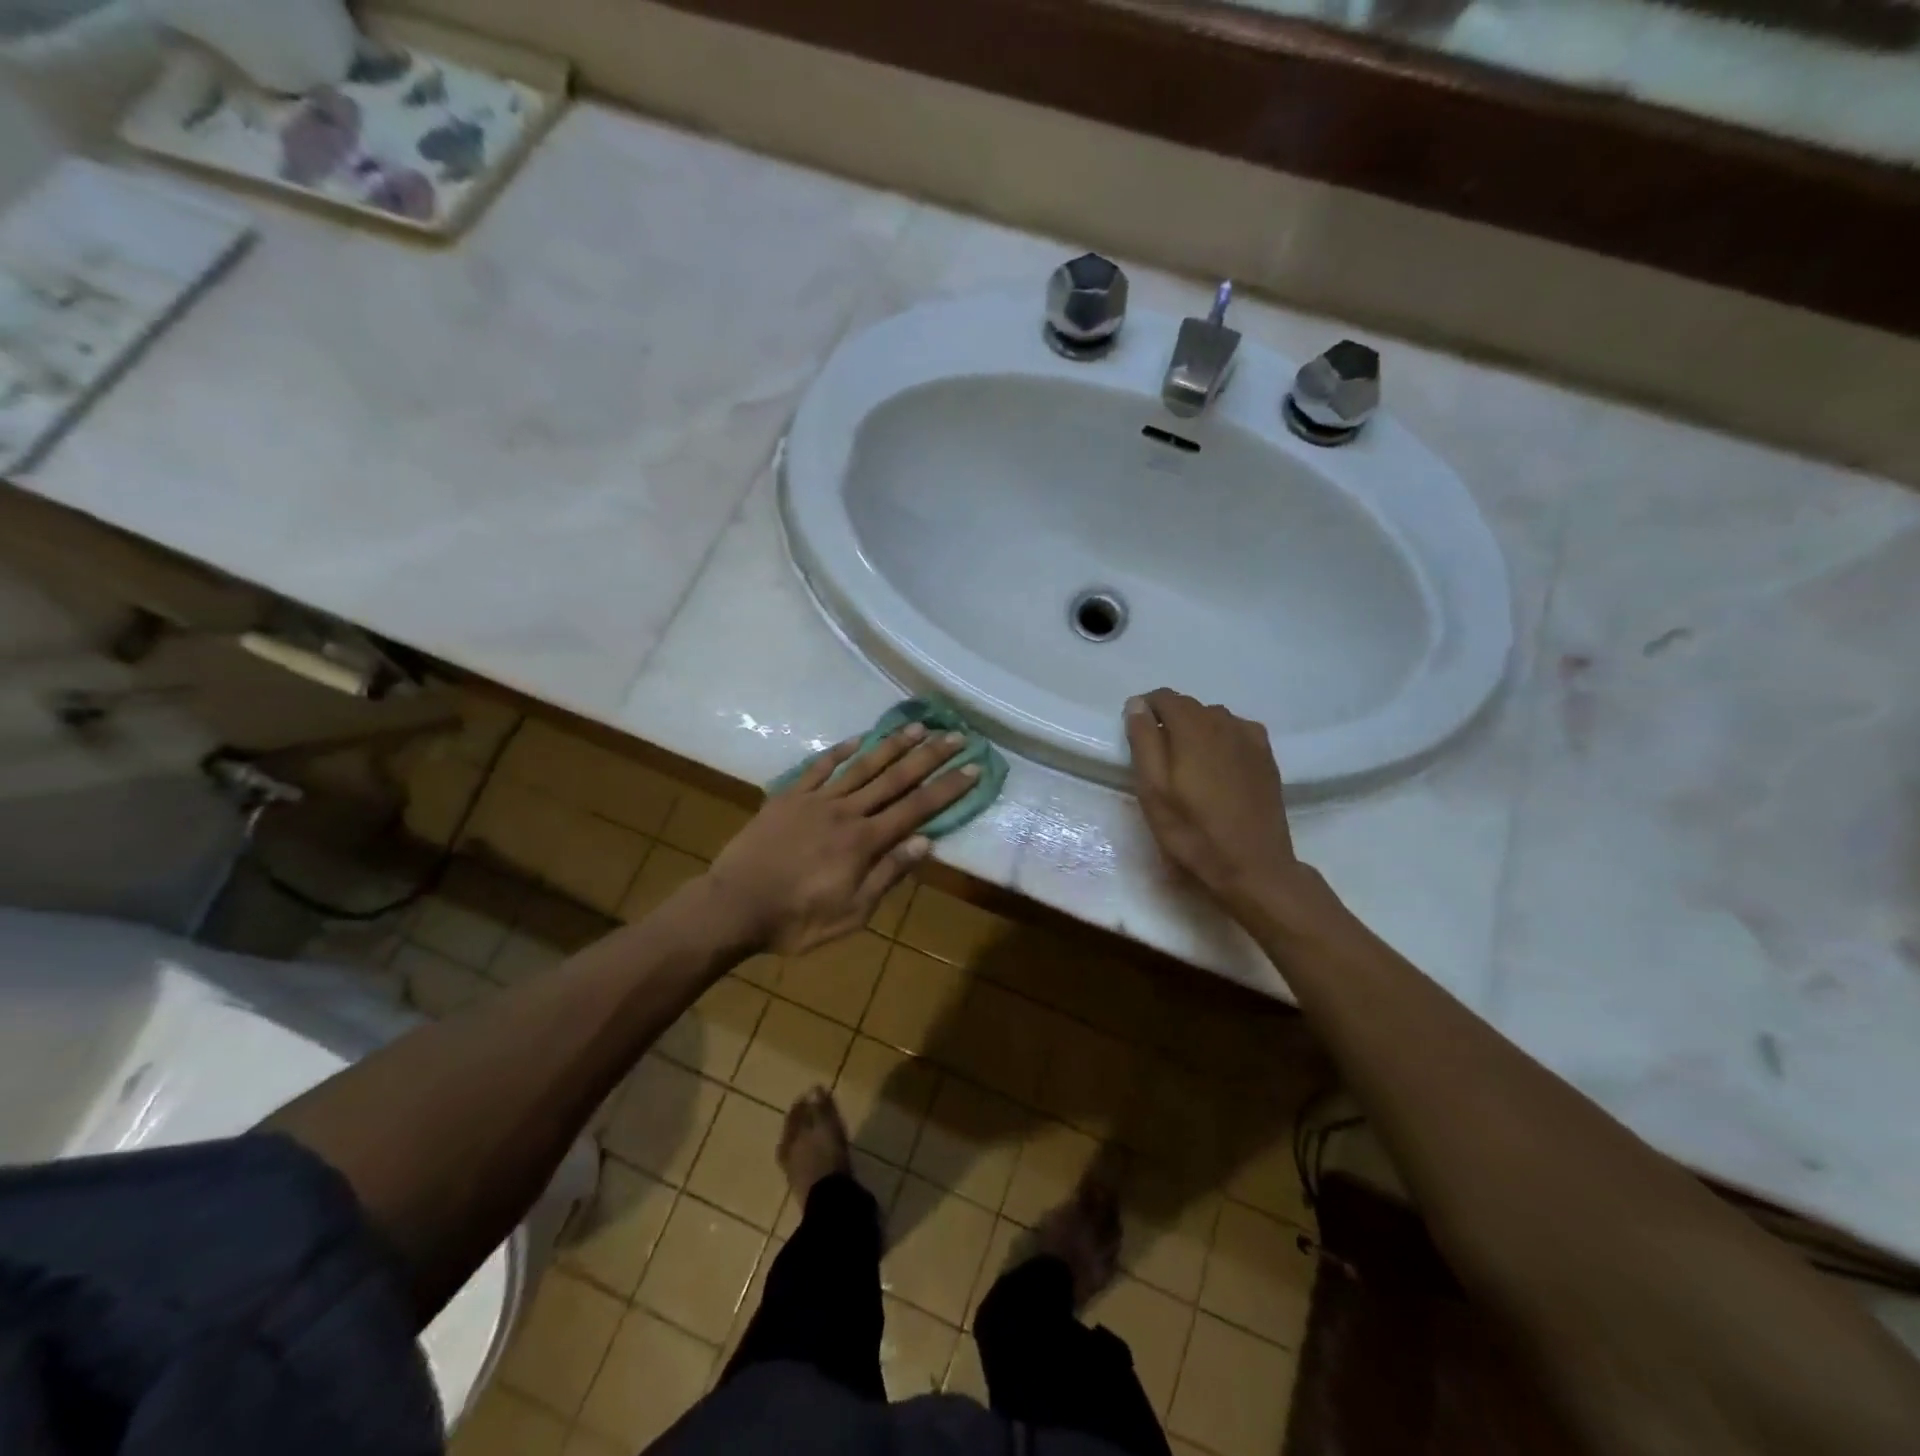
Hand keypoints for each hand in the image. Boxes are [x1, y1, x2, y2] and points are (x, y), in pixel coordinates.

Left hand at [703, 725, 976, 955]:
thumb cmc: (796, 920)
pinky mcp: (788, 797)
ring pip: (861, 766)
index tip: (972, 767)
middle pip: (894, 779)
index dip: (947, 788)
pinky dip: (840, 751)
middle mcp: (846, 812)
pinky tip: (857, 739)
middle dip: (928, 756)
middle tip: (955, 735)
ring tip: (917, 726)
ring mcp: (815, 800)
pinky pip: (819, 768)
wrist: (733, 906)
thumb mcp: (852, 914)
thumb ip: (887, 875)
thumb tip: (926, 842)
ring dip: (891, 745)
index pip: (916, 809)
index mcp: (864, 842)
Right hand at [1124, 689, 1304, 913]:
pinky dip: (1220, 740)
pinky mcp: (1266, 756)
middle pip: (1190, 706)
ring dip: (1196, 731)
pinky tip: (1217, 767)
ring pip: (1214, 718)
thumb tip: (1137, 704)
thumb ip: (1144, 741)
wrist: (1253, 865)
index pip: (1164, 697)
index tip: (1136, 735)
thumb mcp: (1153, 790)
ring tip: (1187, 765)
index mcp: (1193, 727)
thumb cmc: (1192, 830)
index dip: (1145, 709)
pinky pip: (1236, 732)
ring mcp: (1250, 738)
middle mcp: (1224, 722)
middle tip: (1159, 759)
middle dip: (1170, 722)